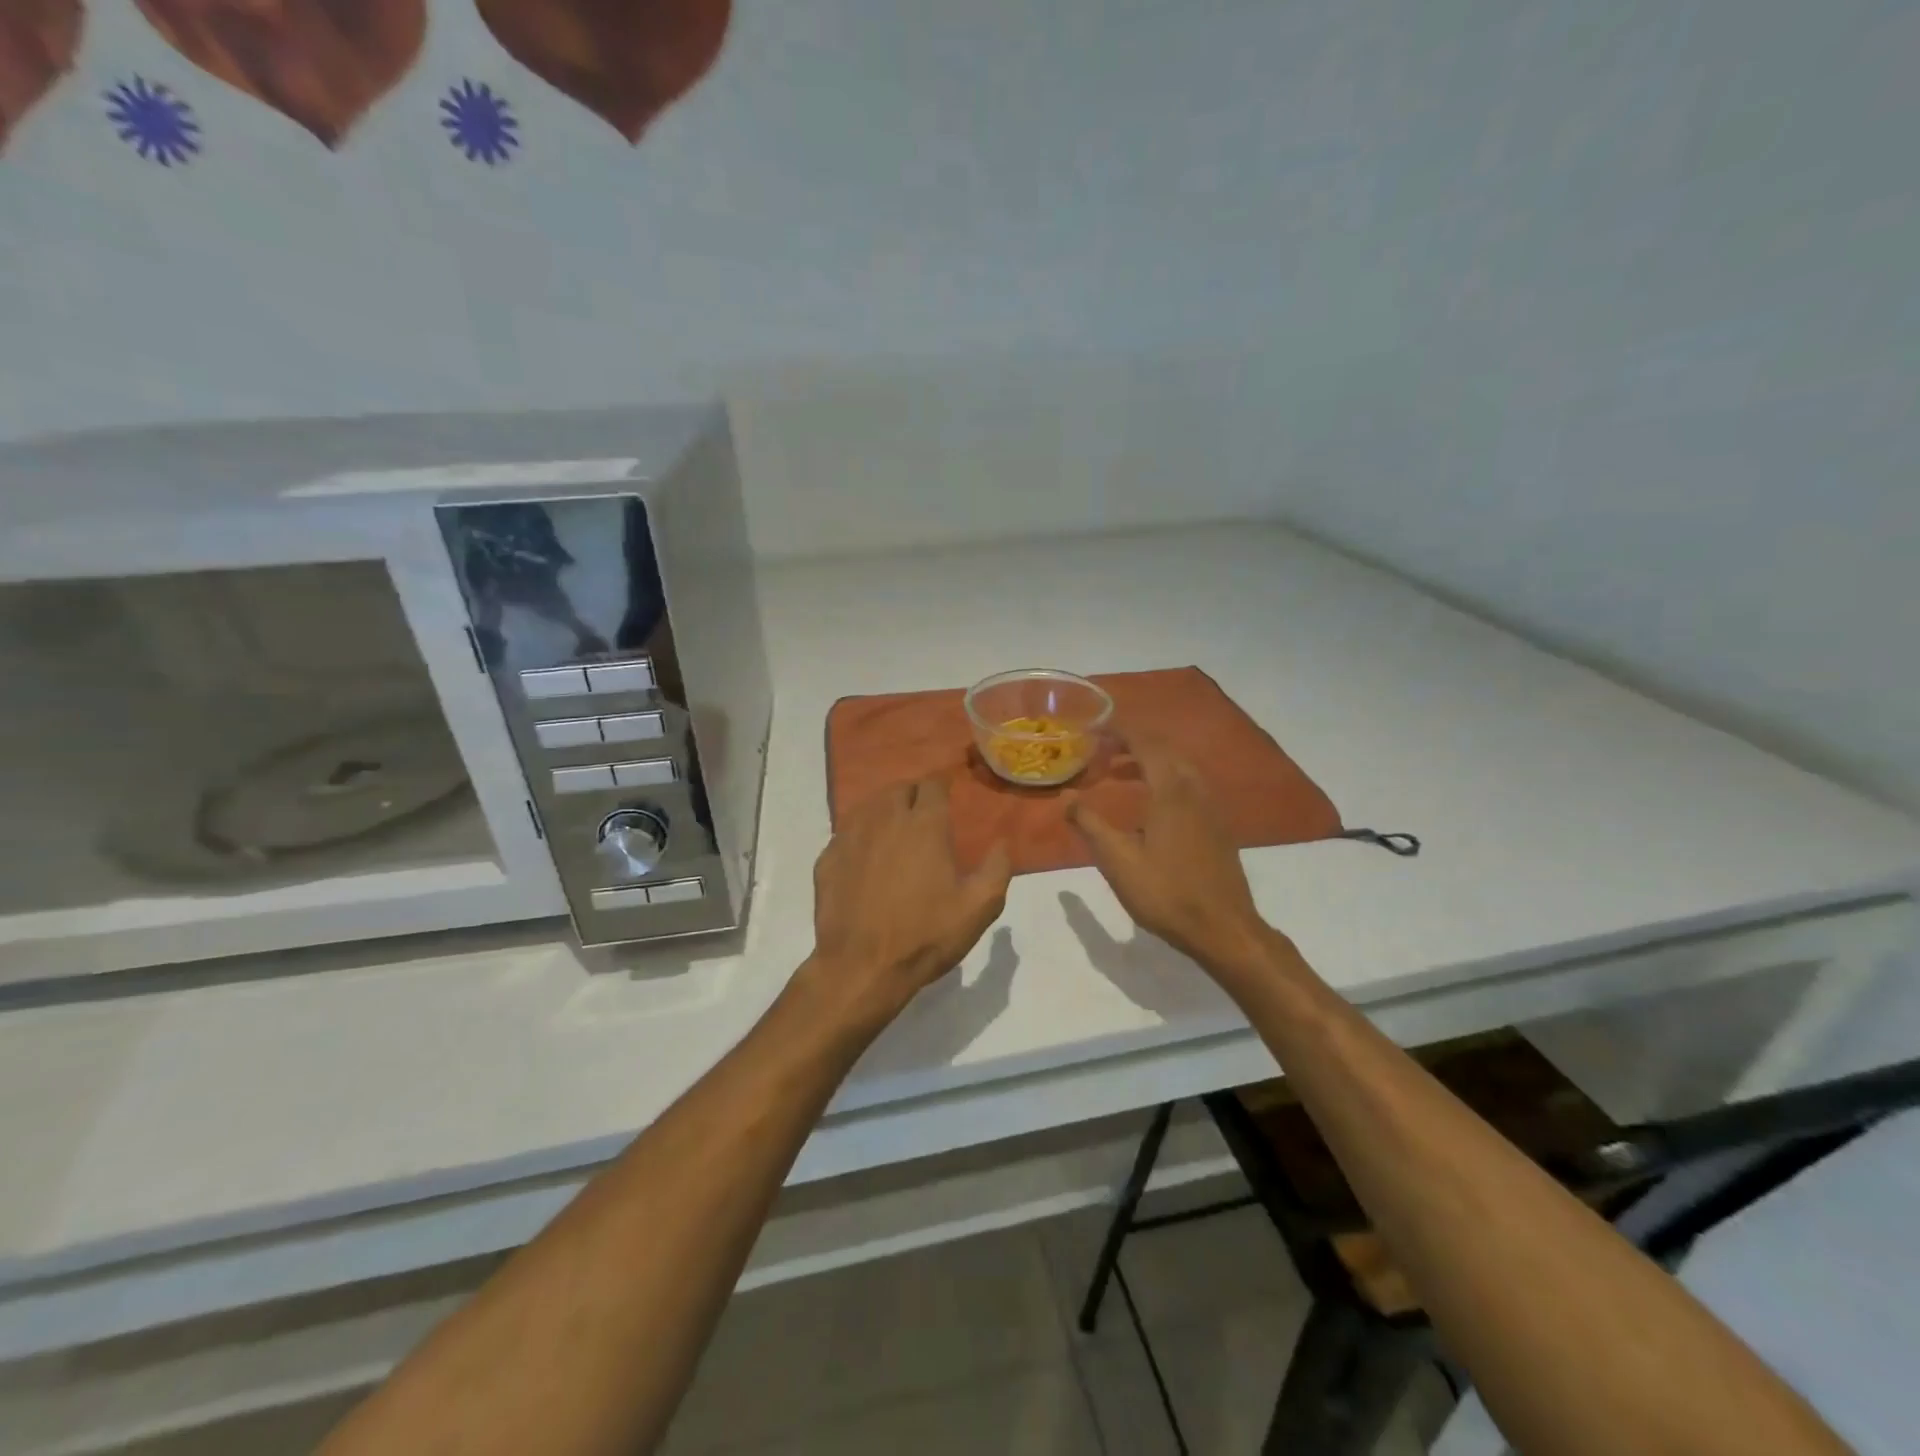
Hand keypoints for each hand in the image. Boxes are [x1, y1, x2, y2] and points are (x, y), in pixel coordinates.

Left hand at [800, 778, 1011, 1033]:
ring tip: (893, 829)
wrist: (862, 967)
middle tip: (923, 815)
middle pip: (899, 789)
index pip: (932, 785)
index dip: (941, 787)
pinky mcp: (827, 858)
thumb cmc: (925, 935)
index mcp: (924, 825)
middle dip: (913, 795)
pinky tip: (864, 856)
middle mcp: (885, 820)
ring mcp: (851, 837)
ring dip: (884, 810)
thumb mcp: (978, 908)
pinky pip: (845, 833)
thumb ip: (997, 869)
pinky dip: (858, 836)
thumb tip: (1002, 843)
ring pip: (869, 806)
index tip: (947, 798)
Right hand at [1067, 732, 1279, 976]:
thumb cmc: (1166, 894)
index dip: (1120, 731)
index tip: (1094, 728)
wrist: (1224, 929)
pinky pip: (1189, 785)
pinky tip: (1150, 804)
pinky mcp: (1217, 826)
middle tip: (1102, 750)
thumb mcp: (1118, 862)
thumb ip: (1091, 825)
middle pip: (1165, 750)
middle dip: (1133, 743)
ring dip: (1149, 761)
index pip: (1145, 744)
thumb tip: (1068, 799)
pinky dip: (1165, 779)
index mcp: (1171, 792)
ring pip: (1180, 767)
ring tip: (1119, 773)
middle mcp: (1195, 790)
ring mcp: (1211, 808)